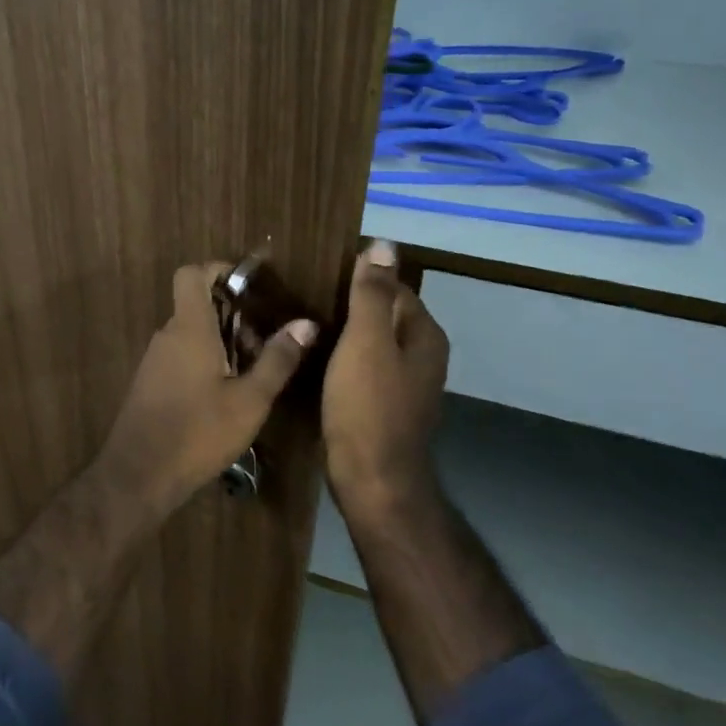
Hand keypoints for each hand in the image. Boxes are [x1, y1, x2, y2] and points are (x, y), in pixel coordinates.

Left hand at [91, 263, 319, 512]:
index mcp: (189, 328)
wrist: (139, 475)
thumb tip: (306, 324)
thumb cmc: (198, 432)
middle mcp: (167, 336)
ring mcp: (155, 360)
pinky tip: (225, 397)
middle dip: (233, 316)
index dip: (218, 270)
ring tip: (251, 377)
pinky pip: (180, 356)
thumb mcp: (250, 400)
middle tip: (263, 346)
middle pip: (197, 305)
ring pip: (191, 334)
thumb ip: (277, 359)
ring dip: (222, 343)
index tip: (249, 287)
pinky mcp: (150, 384)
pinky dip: (205, 362)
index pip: (191, 274)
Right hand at [323, 239, 448, 515]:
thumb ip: (373, 293)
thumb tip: (383, 244)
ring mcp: (405, 385)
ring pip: (370, 345)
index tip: (319, 275)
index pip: (393, 288)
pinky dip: (341, 361)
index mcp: (424, 335)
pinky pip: (362, 370)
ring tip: (302, 324)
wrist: (371, 480)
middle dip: (348, 305)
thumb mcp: (366, 342)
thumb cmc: (368, 407)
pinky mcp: (384, 407)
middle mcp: (422, 356)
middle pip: (383, 316)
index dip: (359, 278)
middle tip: (303, 298)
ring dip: (342, 334)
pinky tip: (314, 360)